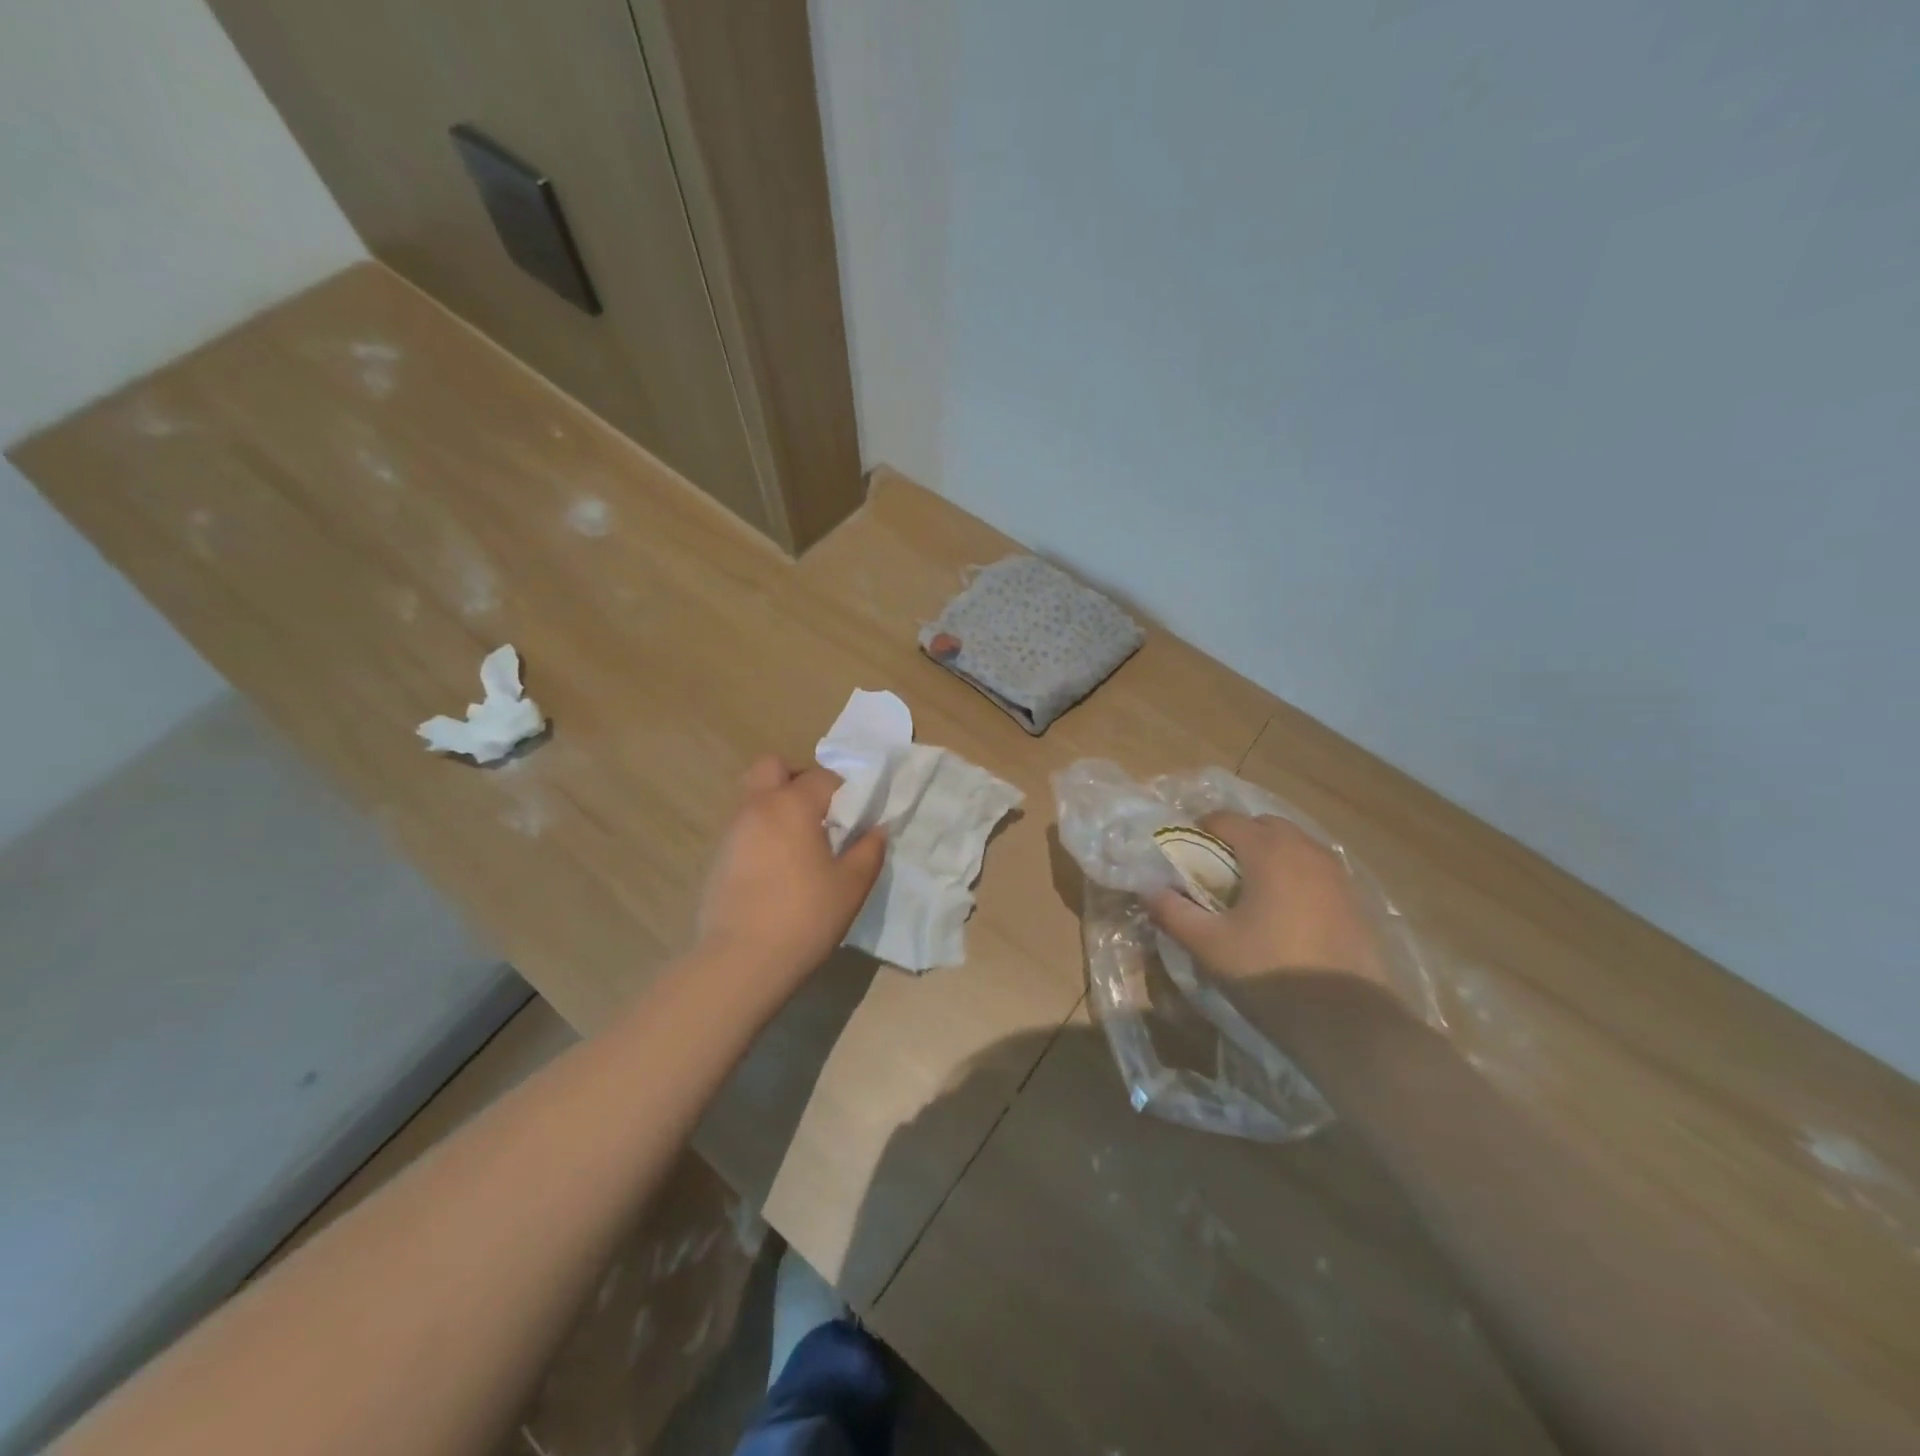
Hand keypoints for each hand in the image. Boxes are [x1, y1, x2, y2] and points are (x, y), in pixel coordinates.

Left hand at [696, 756, 886, 988]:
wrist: (740, 962)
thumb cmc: (804, 917)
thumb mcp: (851, 886)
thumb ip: (868, 850)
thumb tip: (876, 829)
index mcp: (792, 805)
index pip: (824, 776)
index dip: (846, 790)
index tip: (858, 816)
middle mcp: (757, 807)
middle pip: (772, 767)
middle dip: (798, 779)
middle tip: (820, 812)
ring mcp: (732, 831)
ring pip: (755, 797)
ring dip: (778, 806)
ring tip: (801, 844)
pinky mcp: (718, 857)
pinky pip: (745, 827)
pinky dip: (763, 832)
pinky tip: (779, 868)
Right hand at [1147, 813, 1383, 986]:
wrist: (1348, 1021)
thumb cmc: (1270, 972)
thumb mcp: (1208, 945)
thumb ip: (1173, 912)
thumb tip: (1150, 891)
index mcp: (1268, 850)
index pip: (1224, 819)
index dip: (1198, 832)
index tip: (1183, 858)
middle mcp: (1305, 849)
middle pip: (1262, 825)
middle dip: (1235, 839)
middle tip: (1214, 874)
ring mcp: (1335, 873)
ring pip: (1292, 845)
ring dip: (1266, 855)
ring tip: (1248, 893)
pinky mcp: (1353, 898)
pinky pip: (1313, 869)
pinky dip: (1292, 875)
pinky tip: (1281, 912)